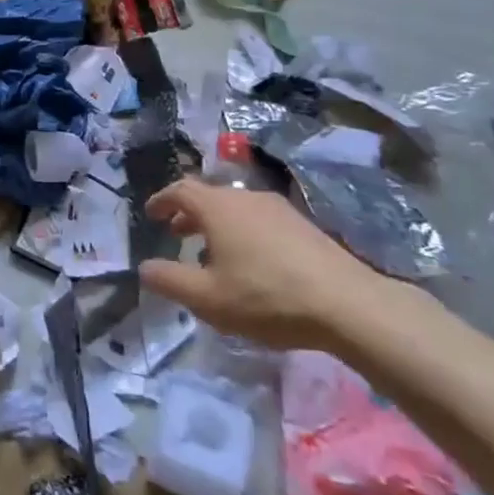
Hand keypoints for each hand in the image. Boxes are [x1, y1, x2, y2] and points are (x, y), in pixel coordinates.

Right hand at [137, 180, 384, 348]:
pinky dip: (242, 231)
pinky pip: (259, 219)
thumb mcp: (208, 299)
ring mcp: (278, 209)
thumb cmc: (267, 297)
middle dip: (188, 213)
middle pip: (209, 196)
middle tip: (176, 233)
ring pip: (236, 208)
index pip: (180, 190)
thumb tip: (145, 267)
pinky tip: (250, 262)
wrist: (348, 304)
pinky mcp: (303, 225)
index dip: (162, 200)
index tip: (151, 214)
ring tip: (211, 252)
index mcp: (218, 208)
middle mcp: (246, 197)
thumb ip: (170, 281)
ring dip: (216, 224)